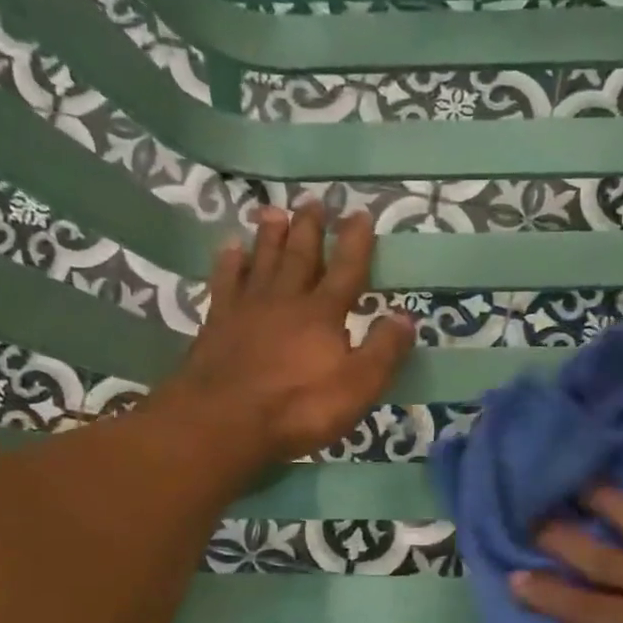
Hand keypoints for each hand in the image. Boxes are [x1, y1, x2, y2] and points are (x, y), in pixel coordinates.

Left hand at [168, 203, 414, 462]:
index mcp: (323, 314)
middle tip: (314, 201)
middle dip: (310, 229)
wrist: (224, 421)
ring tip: (274, 211)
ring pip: (262, 262)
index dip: (355, 242)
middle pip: (301, 257)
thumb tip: (406, 316)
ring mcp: (247, 309)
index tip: (360, 214)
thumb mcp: (358, 386)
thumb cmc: (299, 408)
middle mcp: (285, 300)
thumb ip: (384, 351)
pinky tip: (231, 249)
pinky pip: (225, 283)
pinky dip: (230, 263)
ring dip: (270, 236)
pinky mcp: (216, 324)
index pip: (346, 270)